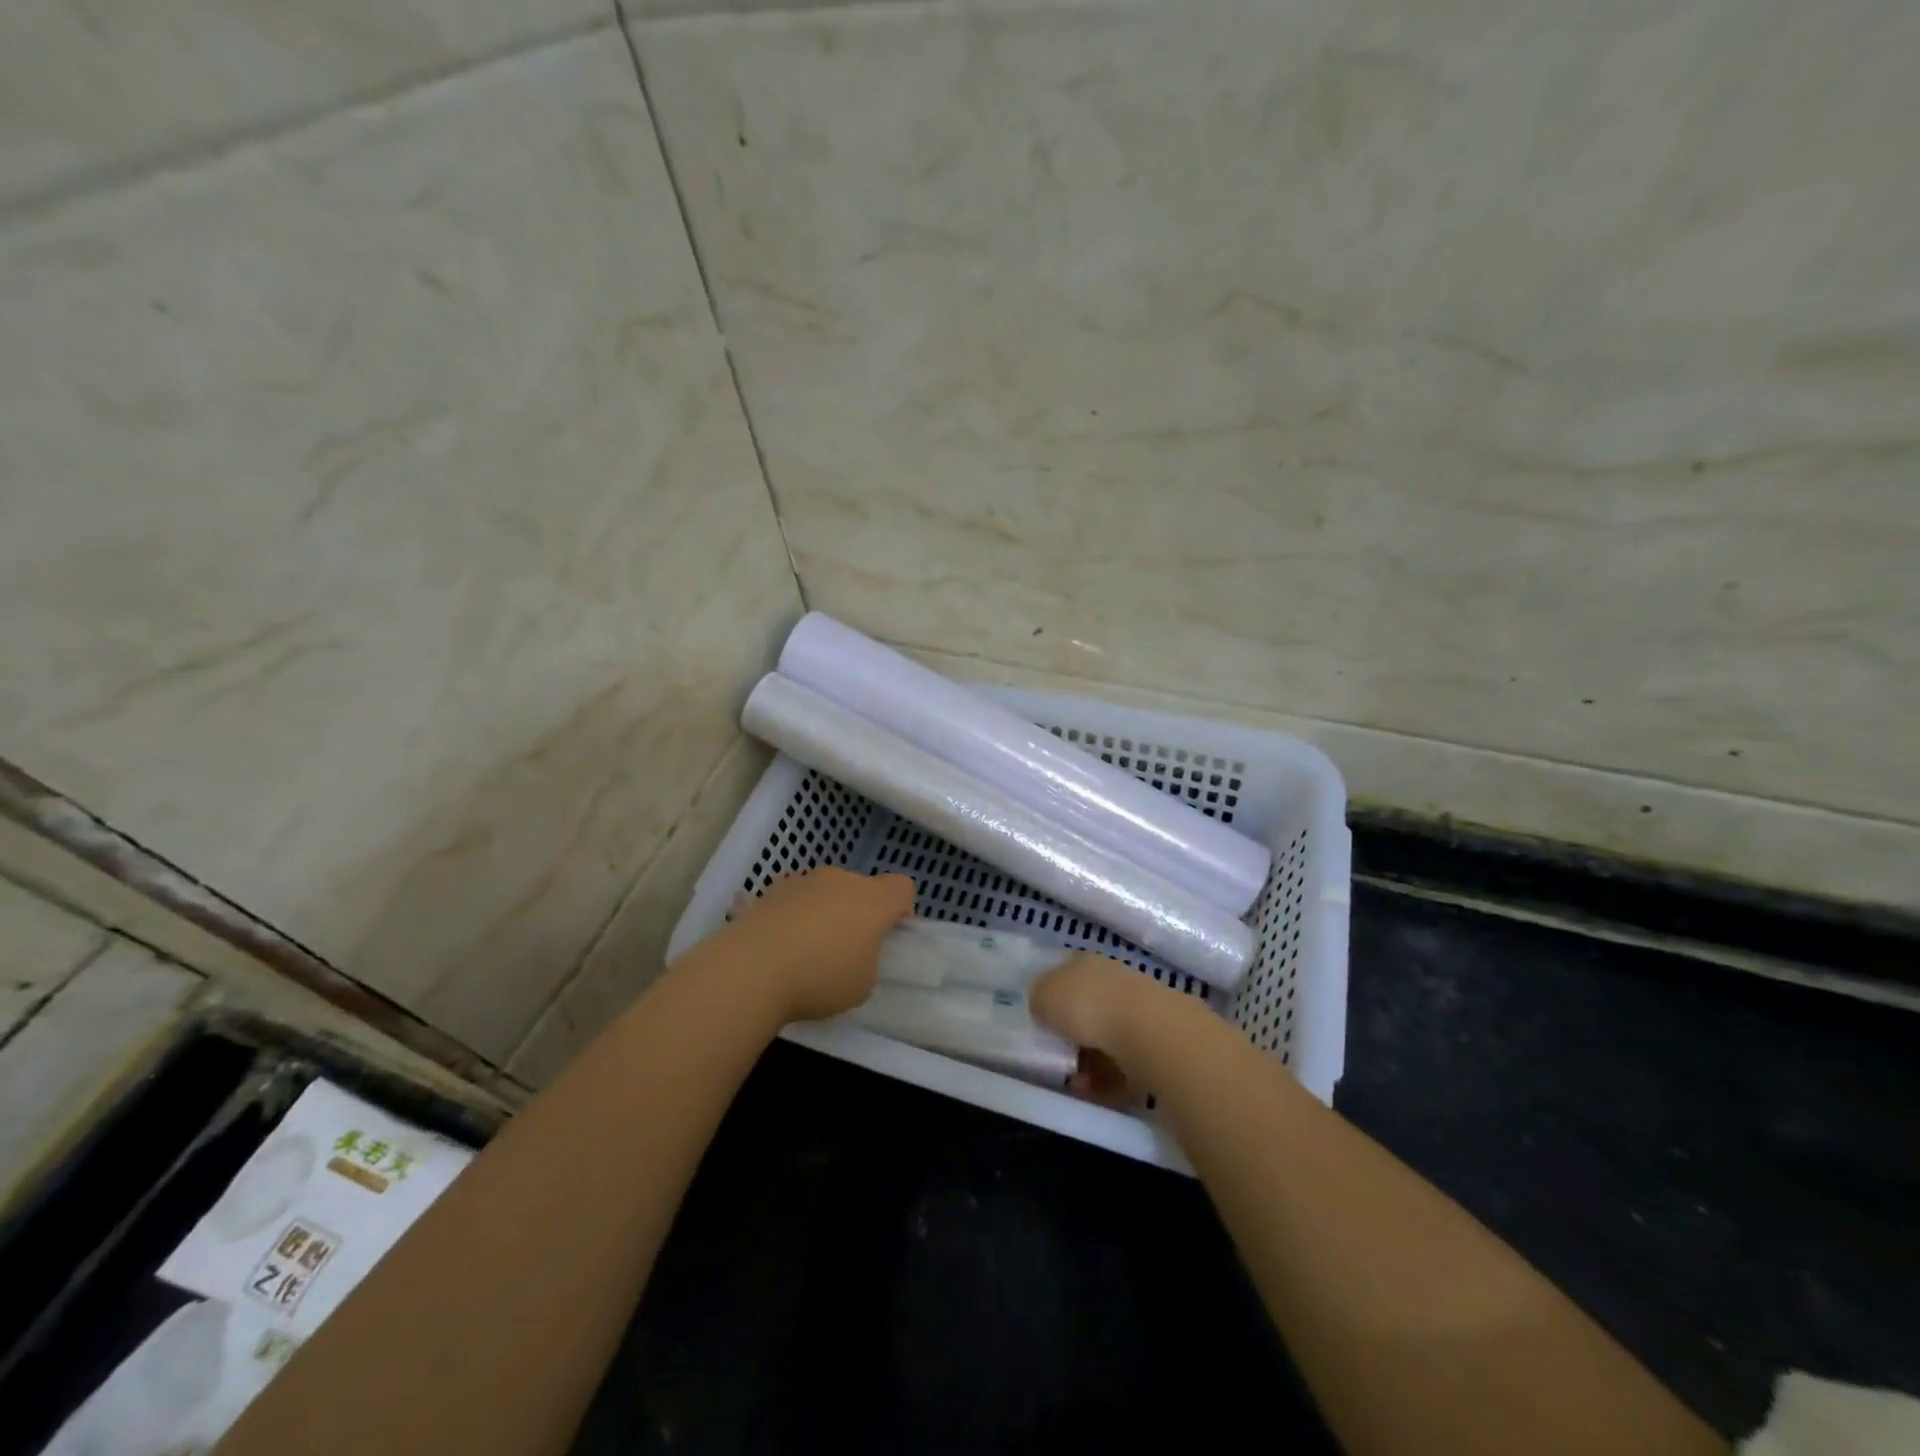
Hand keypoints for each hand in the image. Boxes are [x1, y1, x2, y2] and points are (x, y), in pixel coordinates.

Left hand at [723, 867, 915, 1022]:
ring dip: (825, 911)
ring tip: (806, 950)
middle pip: (861, 888)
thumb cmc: (820, 978)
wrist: (751, 969)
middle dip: (859, 912)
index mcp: (874, 900)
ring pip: (826, 891)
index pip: (902, 888)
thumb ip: (868, 962)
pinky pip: (794, 900)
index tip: (889, 937)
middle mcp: (841, 880)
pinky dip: (794, 916)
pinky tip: (779, 947)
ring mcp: (804, 881)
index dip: (901, 910)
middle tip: (847, 949)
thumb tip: (852, 955)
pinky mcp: (771, 890)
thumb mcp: (862, 986)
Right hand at [1030, 955, 1196, 1103]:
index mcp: (1085, 962)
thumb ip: (1039, 998)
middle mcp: (1112, 980)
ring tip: (1075, 1083)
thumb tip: (1042, 1006)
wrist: (1150, 1034)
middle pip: (1085, 1009)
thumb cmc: (1088, 1006)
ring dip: (1087, 1063)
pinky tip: (1096, 1092)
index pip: (1064, 974)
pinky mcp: (1155, 1044)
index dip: (1050, 998)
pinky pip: (1123, 1065)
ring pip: (1104, 1040)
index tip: (1039, 1023)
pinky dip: (1108, 1081)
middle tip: (1056, 1058)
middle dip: (1070, 1037)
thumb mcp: (1044, 996)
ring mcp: (1137, 1011)